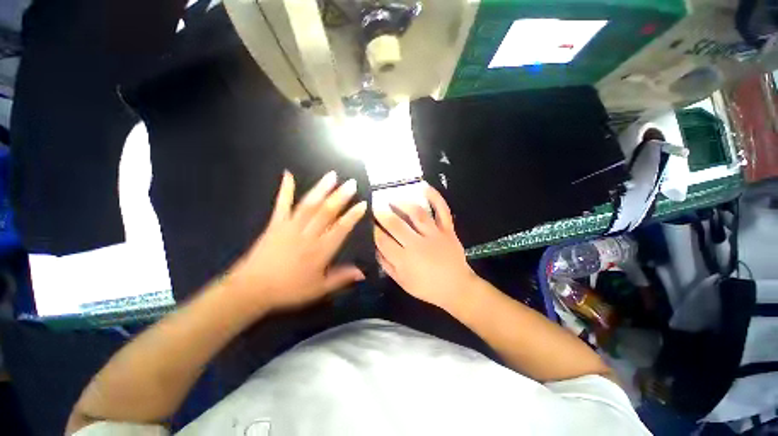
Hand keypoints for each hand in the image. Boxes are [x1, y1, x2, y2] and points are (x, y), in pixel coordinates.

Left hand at [228, 170, 366, 312]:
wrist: (252, 289)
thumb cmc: (288, 290)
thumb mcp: (318, 289)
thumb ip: (341, 278)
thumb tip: (362, 273)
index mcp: (320, 251)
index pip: (341, 229)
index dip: (353, 216)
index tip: (363, 204)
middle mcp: (307, 235)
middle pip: (326, 212)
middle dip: (340, 196)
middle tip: (351, 183)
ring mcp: (290, 227)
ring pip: (309, 205)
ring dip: (321, 189)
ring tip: (332, 175)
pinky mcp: (275, 224)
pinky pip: (281, 204)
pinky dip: (285, 189)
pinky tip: (288, 174)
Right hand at [374, 185, 476, 310]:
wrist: (457, 288)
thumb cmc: (427, 287)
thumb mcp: (402, 282)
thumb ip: (387, 265)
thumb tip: (375, 248)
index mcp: (405, 259)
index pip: (383, 240)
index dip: (373, 229)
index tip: (368, 222)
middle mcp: (418, 244)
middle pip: (396, 224)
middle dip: (382, 214)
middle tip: (375, 206)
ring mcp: (434, 235)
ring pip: (417, 214)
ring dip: (402, 203)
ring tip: (392, 198)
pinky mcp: (448, 230)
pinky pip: (442, 211)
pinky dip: (435, 197)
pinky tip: (424, 187)